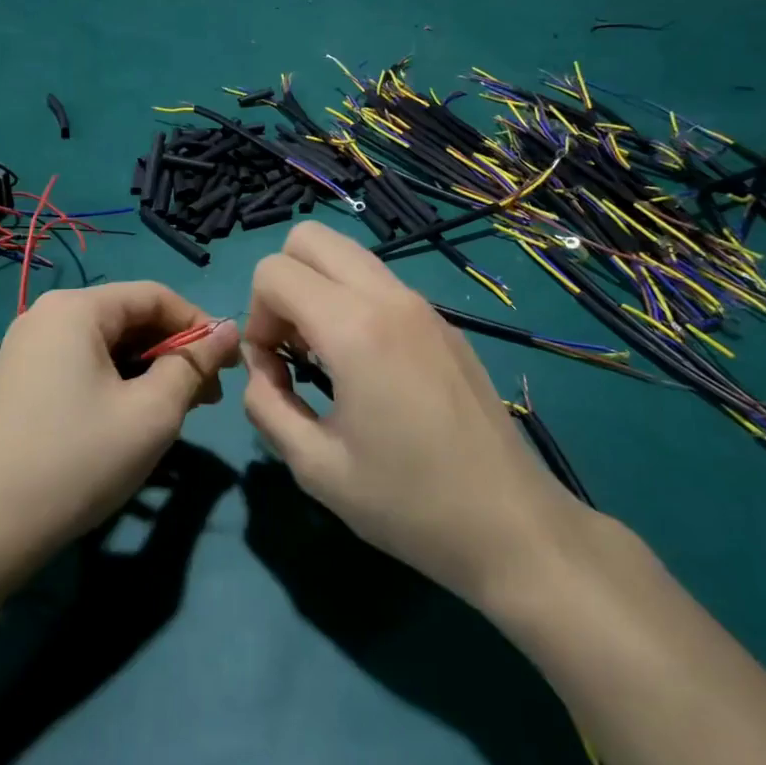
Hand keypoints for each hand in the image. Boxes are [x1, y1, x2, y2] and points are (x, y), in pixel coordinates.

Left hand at [0, 284, 239, 583]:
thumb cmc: (76, 461)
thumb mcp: (152, 413)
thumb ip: (194, 366)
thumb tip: (229, 331)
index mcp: (76, 309)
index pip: (156, 296)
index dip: (200, 325)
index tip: (228, 367)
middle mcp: (46, 316)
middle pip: (129, 319)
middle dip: (174, 353)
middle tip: (206, 399)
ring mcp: (26, 351)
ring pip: (106, 348)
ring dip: (148, 373)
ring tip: (174, 415)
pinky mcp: (17, 385)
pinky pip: (81, 369)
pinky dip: (116, 386)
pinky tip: (129, 423)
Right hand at [241, 222, 586, 609]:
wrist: (510, 525)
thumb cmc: (407, 503)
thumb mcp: (314, 466)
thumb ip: (266, 405)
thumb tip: (261, 370)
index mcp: (355, 328)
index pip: (274, 271)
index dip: (255, 318)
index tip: (273, 371)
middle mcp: (390, 298)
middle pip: (310, 239)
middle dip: (282, 285)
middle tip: (291, 348)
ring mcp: (423, 306)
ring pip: (347, 255)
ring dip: (318, 291)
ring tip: (325, 359)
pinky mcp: (444, 324)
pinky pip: (380, 284)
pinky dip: (352, 304)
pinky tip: (366, 369)